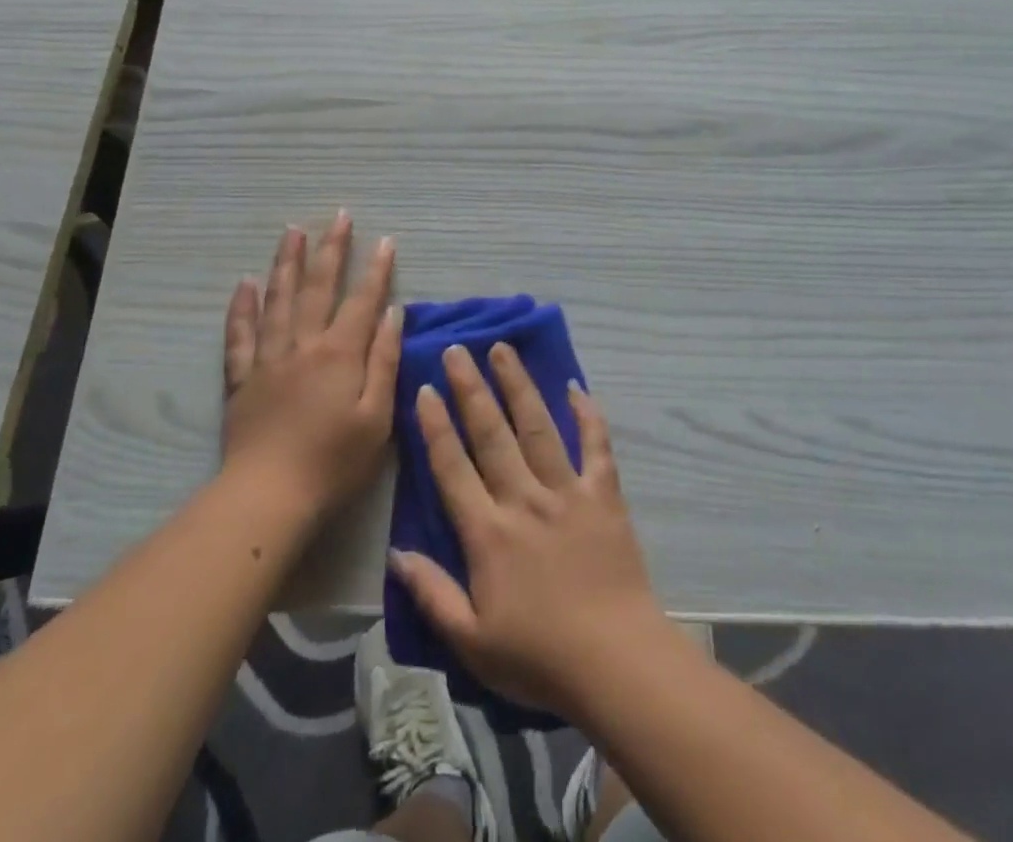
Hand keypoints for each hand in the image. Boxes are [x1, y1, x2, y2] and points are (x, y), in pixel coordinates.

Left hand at [221, 212, 400, 520]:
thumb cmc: (334, 463)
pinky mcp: (241, 378)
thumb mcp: (377, 417)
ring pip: (277, 299)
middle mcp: (303, 344)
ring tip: (292, 231)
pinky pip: (240, 334)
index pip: (362, 301)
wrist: (268, 496)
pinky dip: (242, 307)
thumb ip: (384, 361)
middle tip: (338, 216)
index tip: (385, 240)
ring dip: (287, 262)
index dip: (376, 269)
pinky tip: (245, 284)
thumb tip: (393, 313)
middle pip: (317, 287)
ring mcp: (268, 358)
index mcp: (340, 354)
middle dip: (331, 249)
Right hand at [388, 343, 667, 717]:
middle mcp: (524, 499)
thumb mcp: (471, 641)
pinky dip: (588, 415)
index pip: (453, 468)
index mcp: (488, 532)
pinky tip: (576, 387)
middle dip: (471, 388)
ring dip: (518, 385)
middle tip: (457, 349)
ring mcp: (567, 492)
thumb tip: (396, 553)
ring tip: (503, 349)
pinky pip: (595, 446)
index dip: (436, 426)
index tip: (425, 388)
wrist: (616, 663)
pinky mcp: (603, 495)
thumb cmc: (539, 657)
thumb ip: (431, 594)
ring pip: (537, 427)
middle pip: (492, 434)